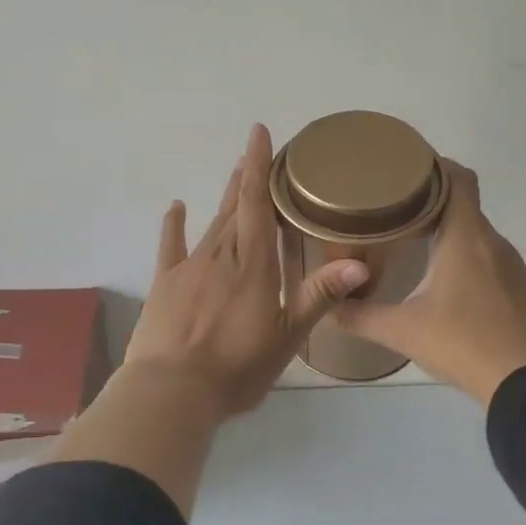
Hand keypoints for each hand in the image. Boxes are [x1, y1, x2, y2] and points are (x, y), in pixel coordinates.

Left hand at [122, 124, 368, 419]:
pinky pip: (171, 246)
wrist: (172, 392)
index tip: (259, 133)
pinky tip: (177, 206)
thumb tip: (359, 265)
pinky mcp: (165, 285)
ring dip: (224, 198)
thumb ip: (319, 296)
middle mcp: (221, 256)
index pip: (256, 205)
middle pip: (235, 208)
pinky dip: (175, 225)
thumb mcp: (286, 337)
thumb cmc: (236, 368)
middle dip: (246, 178)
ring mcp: (189, 268)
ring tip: (234, 174)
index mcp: (254, 266)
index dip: (259, 168)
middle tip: (255, 152)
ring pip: (211, 224)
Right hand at [332, 162, 525, 405]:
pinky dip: (468, 255)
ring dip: (451, 230)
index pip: (459, 179)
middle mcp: (492, 241)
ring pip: (477, 232)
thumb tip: (328, 306)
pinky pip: (490, 256)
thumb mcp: (402, 331)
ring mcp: (511, 264)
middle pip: (464, 204)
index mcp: (465, 238)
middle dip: (432, 201)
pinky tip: (448, 280)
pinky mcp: (519, 287)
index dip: (436, 165)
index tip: (407, 168)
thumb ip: (360, 316)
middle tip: (396, 209)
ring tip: (416, 242)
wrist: (523, 380)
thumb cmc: (461, 343)